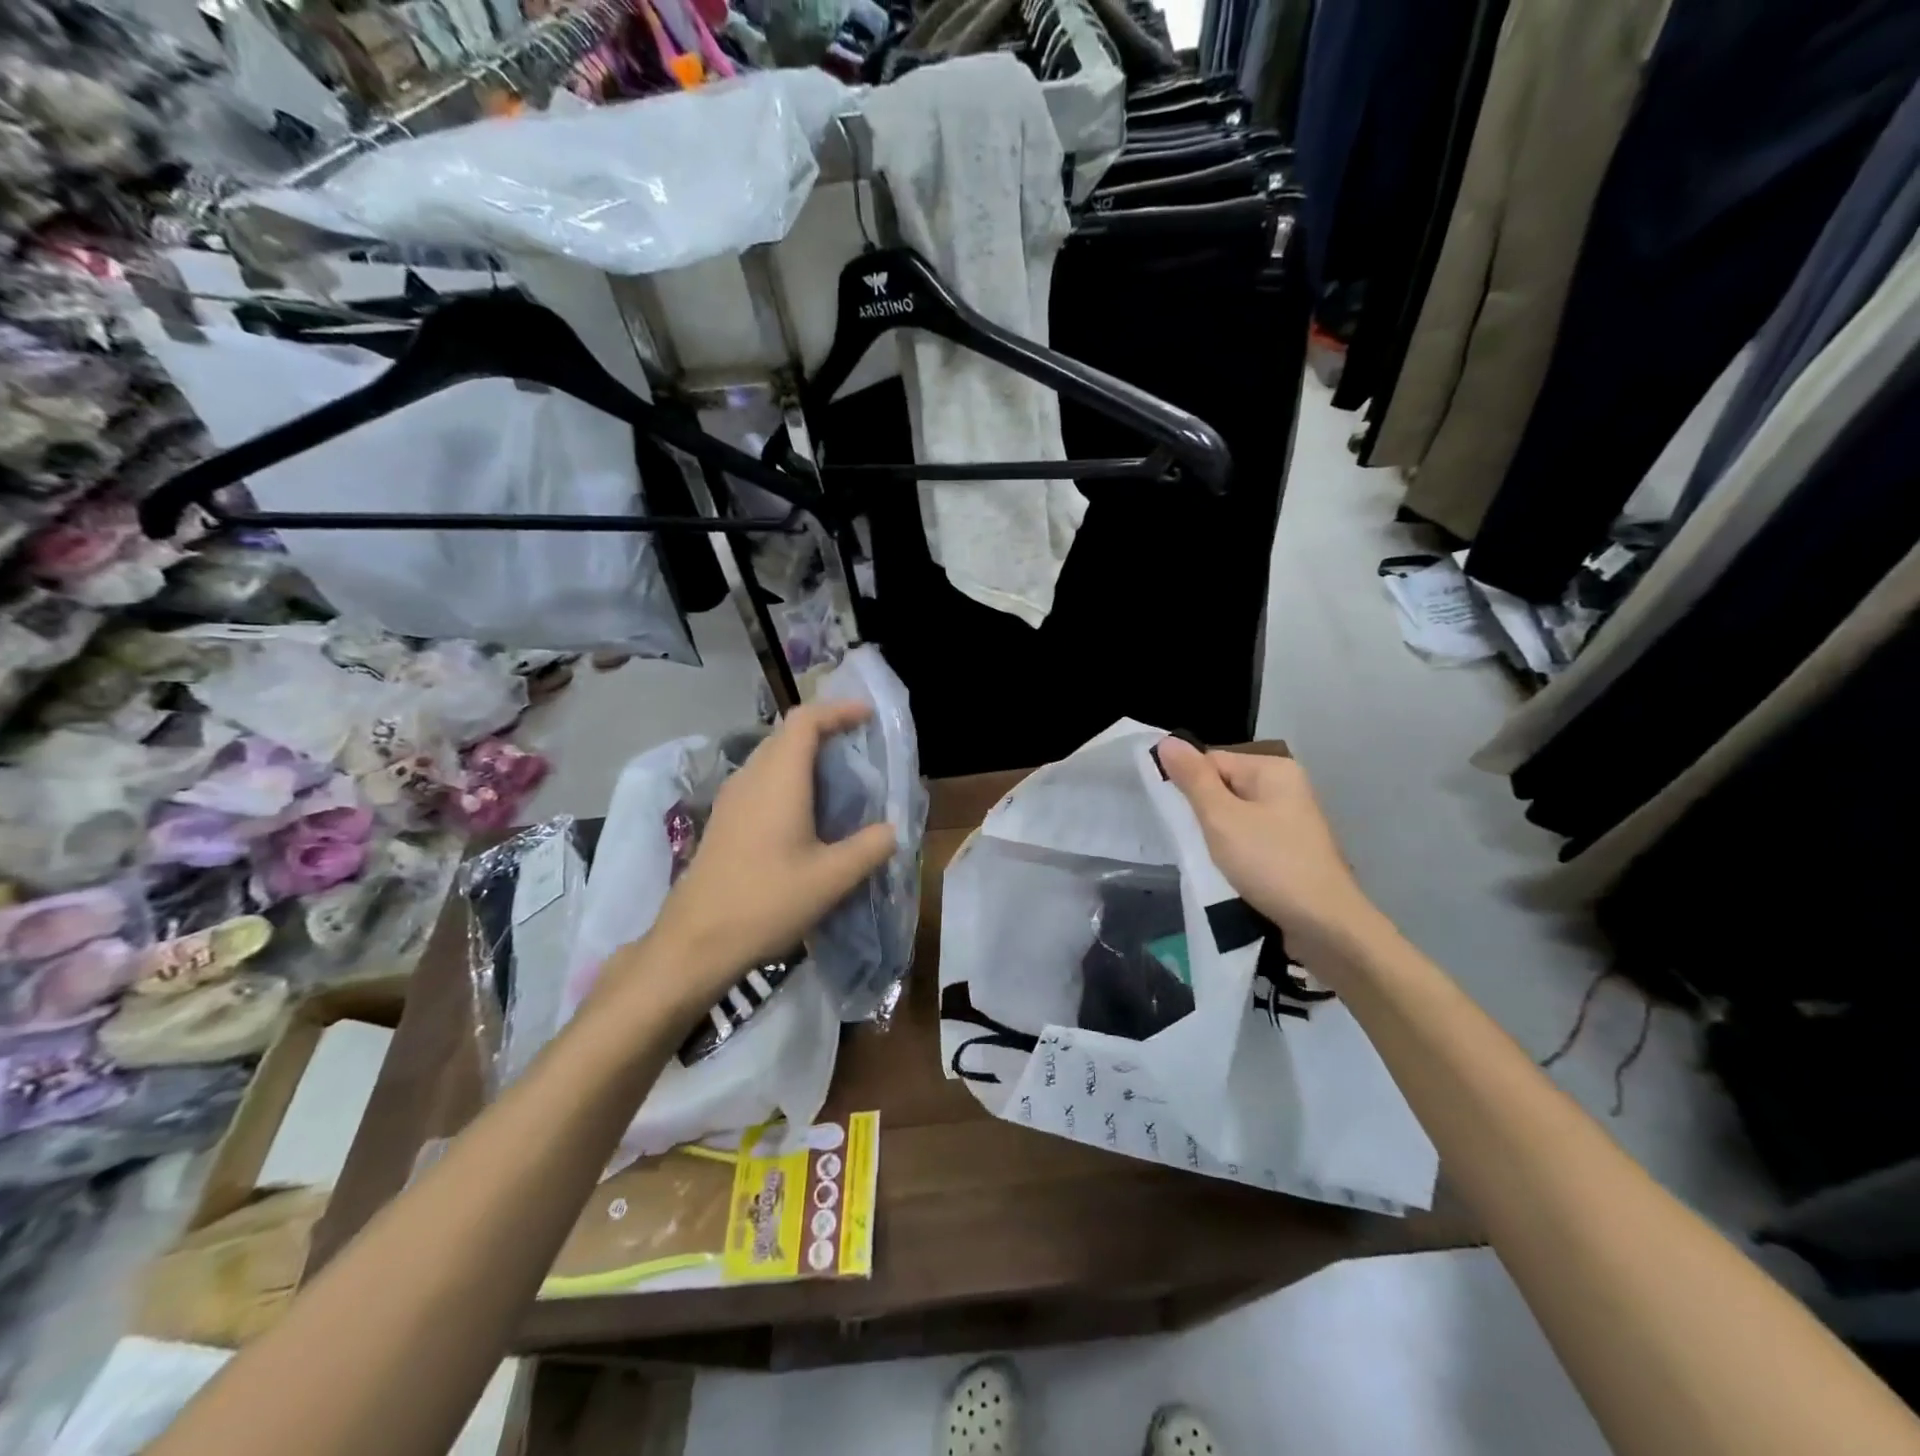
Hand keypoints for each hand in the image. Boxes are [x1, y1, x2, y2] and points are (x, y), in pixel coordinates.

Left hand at [644, 701, 897, 1004]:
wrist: (696, 941)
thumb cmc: (766, 902)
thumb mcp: (831, 879)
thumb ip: (869, 847)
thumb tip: (892, 829)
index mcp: (778, 779)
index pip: (805, 720)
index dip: (838, 710)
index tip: (867, 716)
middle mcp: (751, 778)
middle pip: (787, 734)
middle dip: (825, 730)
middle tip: (860, 746)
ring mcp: (732, 799)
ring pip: (771, 757)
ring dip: (805, 756)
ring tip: (840, 776)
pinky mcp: (724, 820)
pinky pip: (761, 780)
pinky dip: (789, 778)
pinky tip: (807, 811)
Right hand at [1158, 739, 1388, 974]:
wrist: (1325, 927)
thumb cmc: (1270, 864)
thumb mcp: (1221, 818)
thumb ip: (1193, 779)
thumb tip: (1166, 741)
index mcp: (1273, 769)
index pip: (1211, 761)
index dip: (1189, 787)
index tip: (1178, 818)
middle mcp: (1286, 787)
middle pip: (1223, 787)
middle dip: (1202, 813)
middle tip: (1191, 841)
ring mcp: (1291, 820)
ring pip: (1234, 816)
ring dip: (1216, 836)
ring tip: (1207, 859)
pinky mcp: (1291, 849)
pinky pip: (1249, 838)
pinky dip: (1234, 852)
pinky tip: (1227, 871)